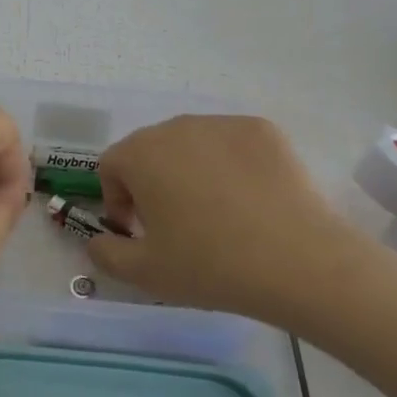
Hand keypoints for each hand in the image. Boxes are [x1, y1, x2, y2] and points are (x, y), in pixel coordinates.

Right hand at [86, 115, 363, 325]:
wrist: (299, 261)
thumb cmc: (210, 266)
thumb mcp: (145, 273)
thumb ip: (106, 254)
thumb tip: (97, 241)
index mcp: (141, 154)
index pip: (112, 166)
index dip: (117, 200)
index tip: (139, 231)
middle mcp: (176, 126)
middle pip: (150, 150)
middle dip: (151, 182)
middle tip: (175, 224)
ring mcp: (221, 123)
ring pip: (191, 144)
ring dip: (189, 170)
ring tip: (215, 212)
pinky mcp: (262, 129)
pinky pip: (230, 144)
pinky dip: (230, 165)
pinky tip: (250, 201)